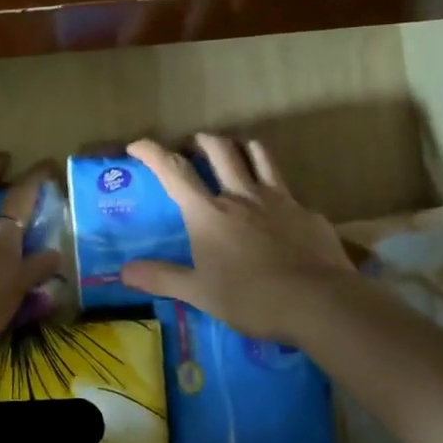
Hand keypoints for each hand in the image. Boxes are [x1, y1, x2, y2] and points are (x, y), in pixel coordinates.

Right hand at [121, 134, 354, 342]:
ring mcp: (278, 199)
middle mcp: (241, 196)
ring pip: (258, 154)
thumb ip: (162, 279)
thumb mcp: (200, 293)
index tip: (137, 144)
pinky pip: (286, 188)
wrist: (319, 302)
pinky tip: (276, 208)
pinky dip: (274, 187)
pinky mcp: (306, 211)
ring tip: (234, 154)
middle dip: (200, 140)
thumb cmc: (251, 298)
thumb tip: (123, 272)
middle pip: (219, 149)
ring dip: (240, 147)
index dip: (152, 153)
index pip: (174, 172)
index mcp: (209, 213)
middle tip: (192, 146)